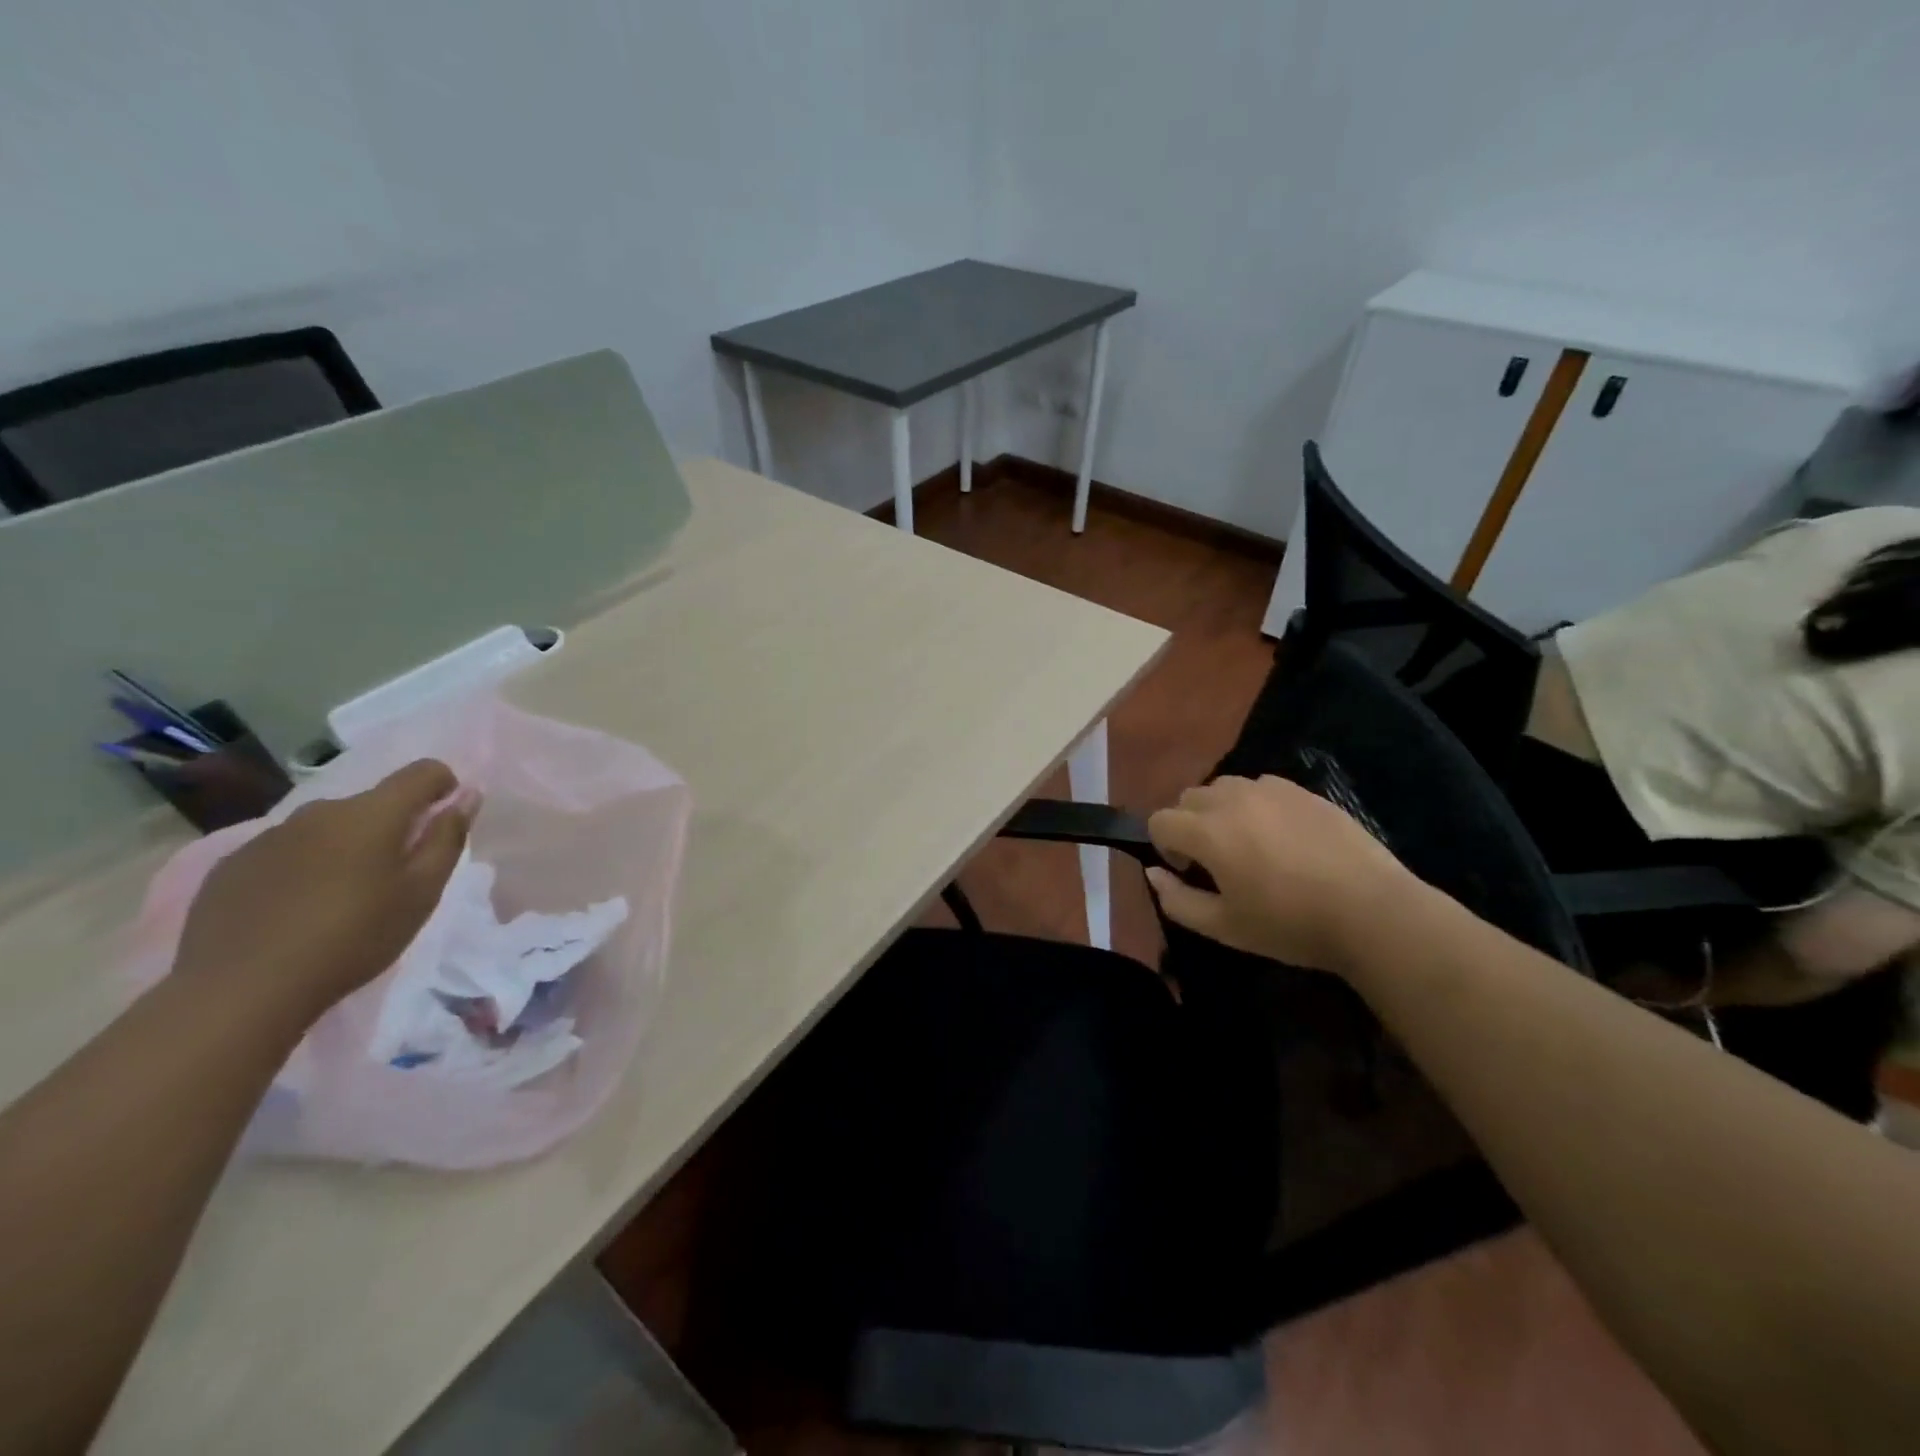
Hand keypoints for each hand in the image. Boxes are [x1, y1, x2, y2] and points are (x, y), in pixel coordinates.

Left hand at [172, 760, 476, 1021]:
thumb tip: (467, 796)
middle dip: (393, 827)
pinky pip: (286, 852)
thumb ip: (447, 838)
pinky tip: (297, 911)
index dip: (444, 787)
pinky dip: (305, 868)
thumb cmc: (353, 937)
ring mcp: (269, 836)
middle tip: (395, 878)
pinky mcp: (232, 865)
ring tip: (343, 898)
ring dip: (347, 848)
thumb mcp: (421, 893)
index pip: (422, 772)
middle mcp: (320, 811)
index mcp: (371, 814)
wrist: (241, 990)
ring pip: (328, 828)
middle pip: (373, 803)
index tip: (444, 822)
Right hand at [1145, 774, 1416, 974]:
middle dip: (1189, 825)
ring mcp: (1270, 789)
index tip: (1190, 872)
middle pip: (1187, 798)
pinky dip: (1255, 805)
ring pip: (1223, 787)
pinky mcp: (1301, 790)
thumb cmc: (1290, 925)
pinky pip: (1260, 787)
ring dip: (1220, 811)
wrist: (1371, 912)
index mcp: (1207, 832)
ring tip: (1248, 844)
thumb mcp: (1224, 927)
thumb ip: (1176, 900)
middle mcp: (1232, 799)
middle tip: (1216, 861)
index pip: (1159, 821)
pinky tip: (1282, 837)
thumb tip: (1153, 873)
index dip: (1165, 847)